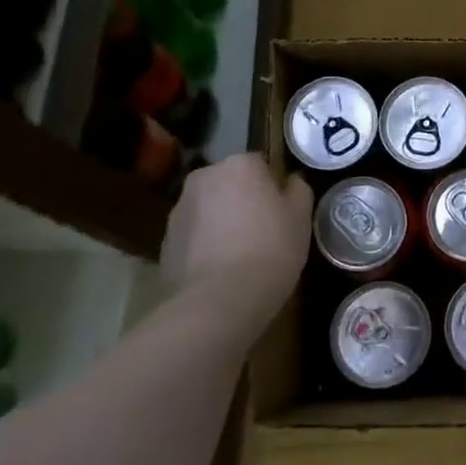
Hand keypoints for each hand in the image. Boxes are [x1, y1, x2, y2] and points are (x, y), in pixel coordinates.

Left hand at [160, 154, 311, 351]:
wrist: (219, 300)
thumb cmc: (270, 249)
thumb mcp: (301, 217)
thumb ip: (299, 190)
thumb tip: (291, 181)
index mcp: (239, 164)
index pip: (260, 163)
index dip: (273, 186)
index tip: (282, 211)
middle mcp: (204, 177)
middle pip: (230, 183)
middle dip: (243, 200)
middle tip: (264, 231)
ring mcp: (179, 209)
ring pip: (210, 208)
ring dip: (222, 222)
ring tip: (241, 255)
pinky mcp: (165, 242)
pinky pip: (194, 235)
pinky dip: (205, 245)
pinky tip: (221, 270)